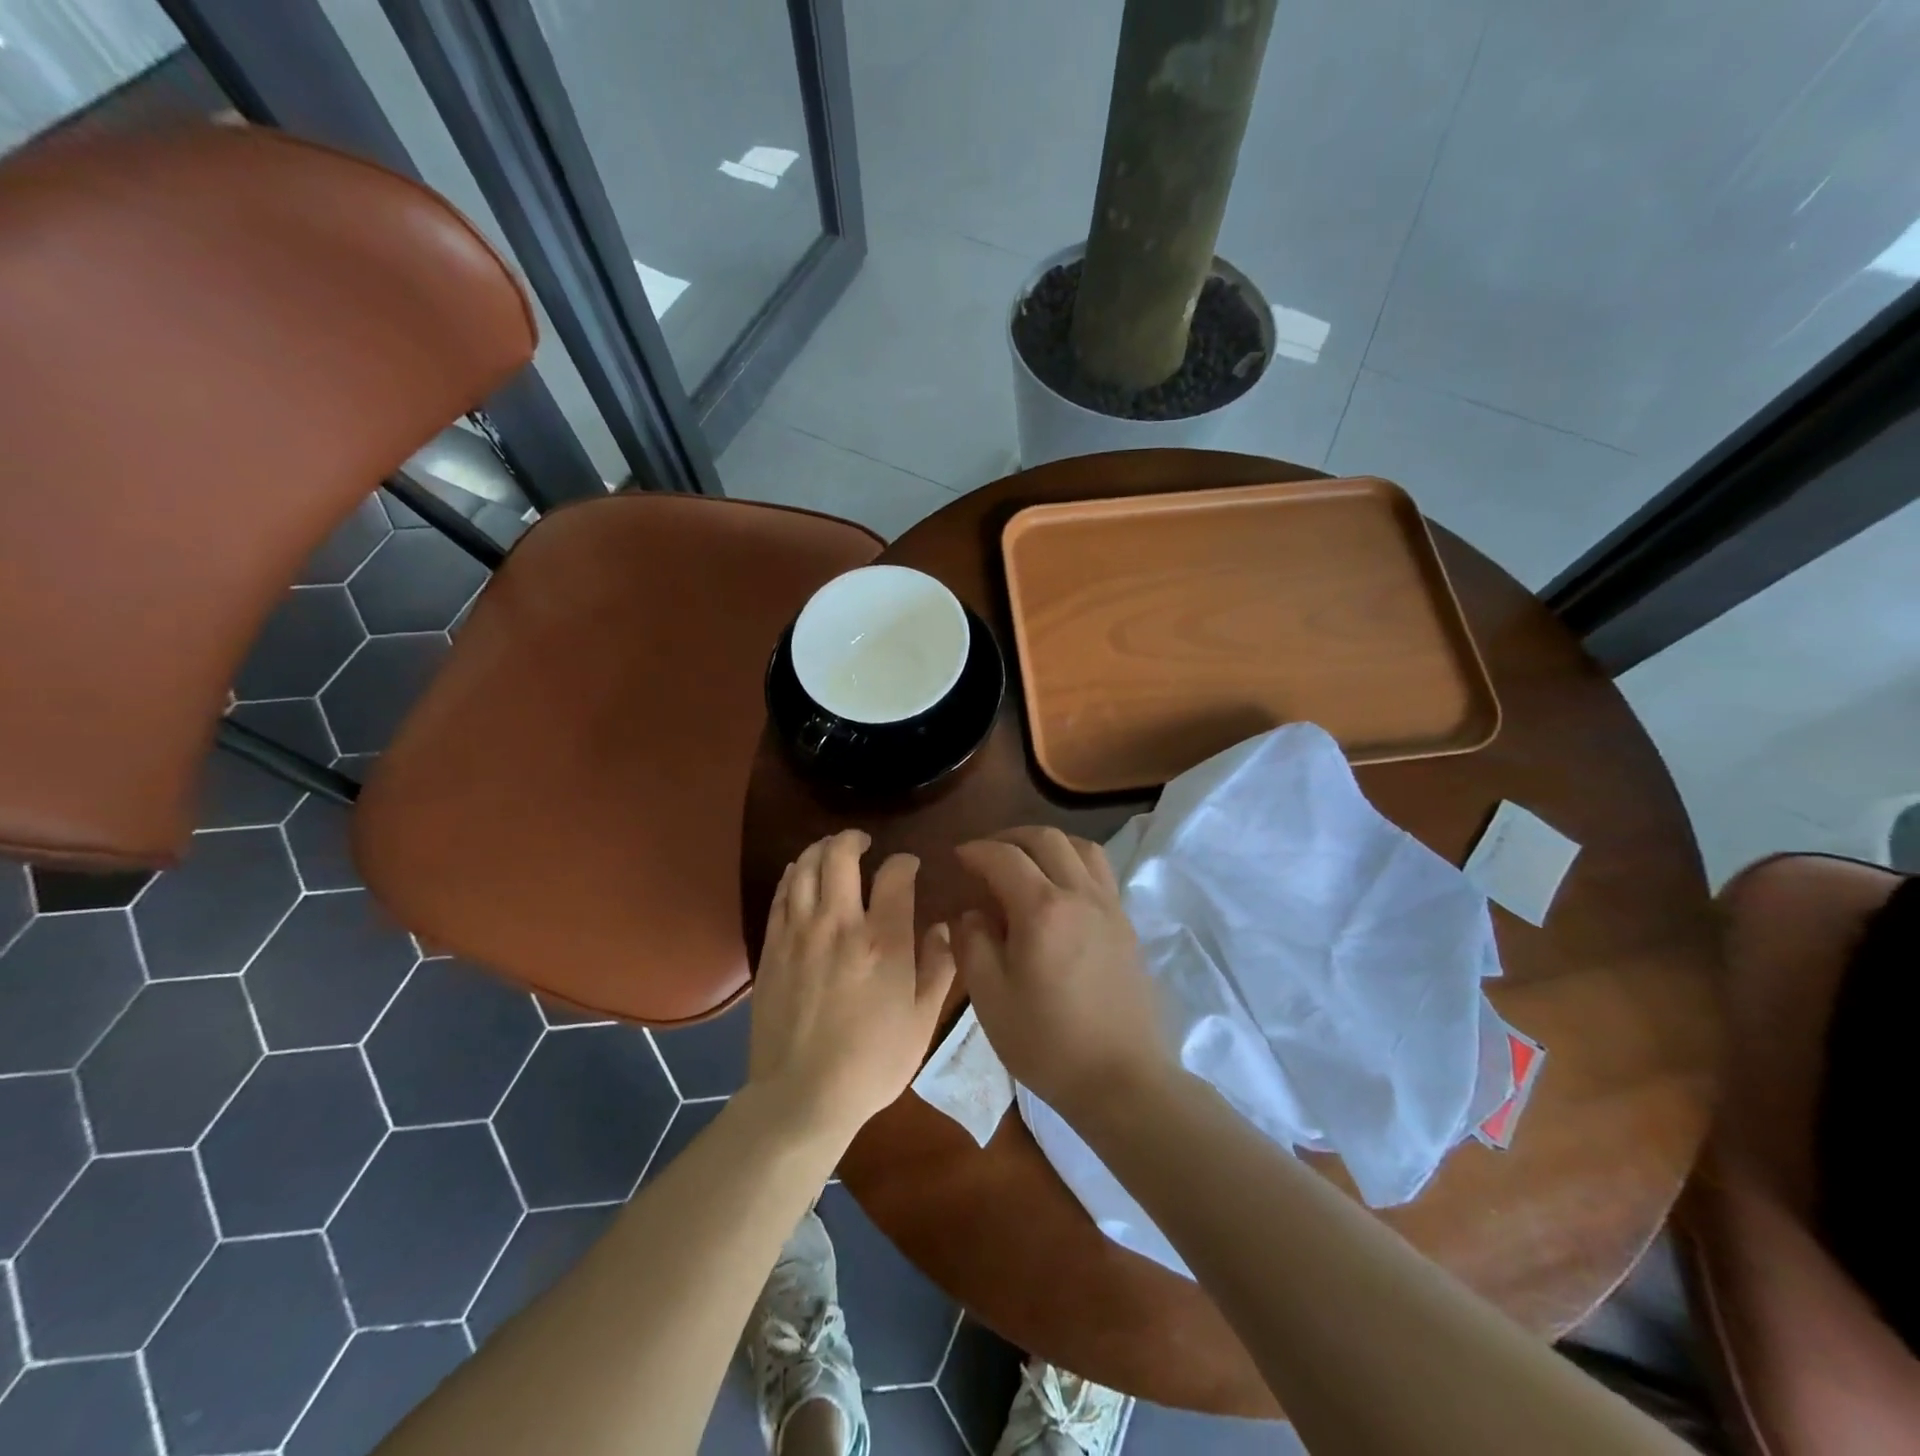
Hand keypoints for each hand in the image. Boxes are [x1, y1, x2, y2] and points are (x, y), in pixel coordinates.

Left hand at [748, 830, 957, 1143]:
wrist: (802, 1095)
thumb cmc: (873, 1061)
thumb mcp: (923, 1020)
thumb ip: (939, 967)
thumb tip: (944, 928)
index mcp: (884, 941)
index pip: (895, 875)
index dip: (905, 862)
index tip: (909, 867)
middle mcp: (840, 924)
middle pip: (839, 856)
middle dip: (853, 838)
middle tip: (863, 842)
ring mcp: (800, 933)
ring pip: (804, 867)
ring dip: (819, 849)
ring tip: (831, 851)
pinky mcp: (773, 947)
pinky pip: (781, 894)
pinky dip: (793, 874)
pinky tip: (800, 874)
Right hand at [952, 827, 1173, 1120]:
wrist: (1122, 1079)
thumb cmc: (1048, 1044)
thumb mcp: (990, 999)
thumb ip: (973, 945)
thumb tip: (972, 913)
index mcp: (1042, 910)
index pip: (1004, 857)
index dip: (976, 851)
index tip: (958, 857)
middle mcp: (1080, 895)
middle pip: (1046, 839)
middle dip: (1010, 837)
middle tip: (987, 854)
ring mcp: (1110, 907)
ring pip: (1081, 847)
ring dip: (1048, 844)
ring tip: (1026, 862)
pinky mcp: (1127, 925)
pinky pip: (1100, 872)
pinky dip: (1074, 862)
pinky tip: (1059, 891)